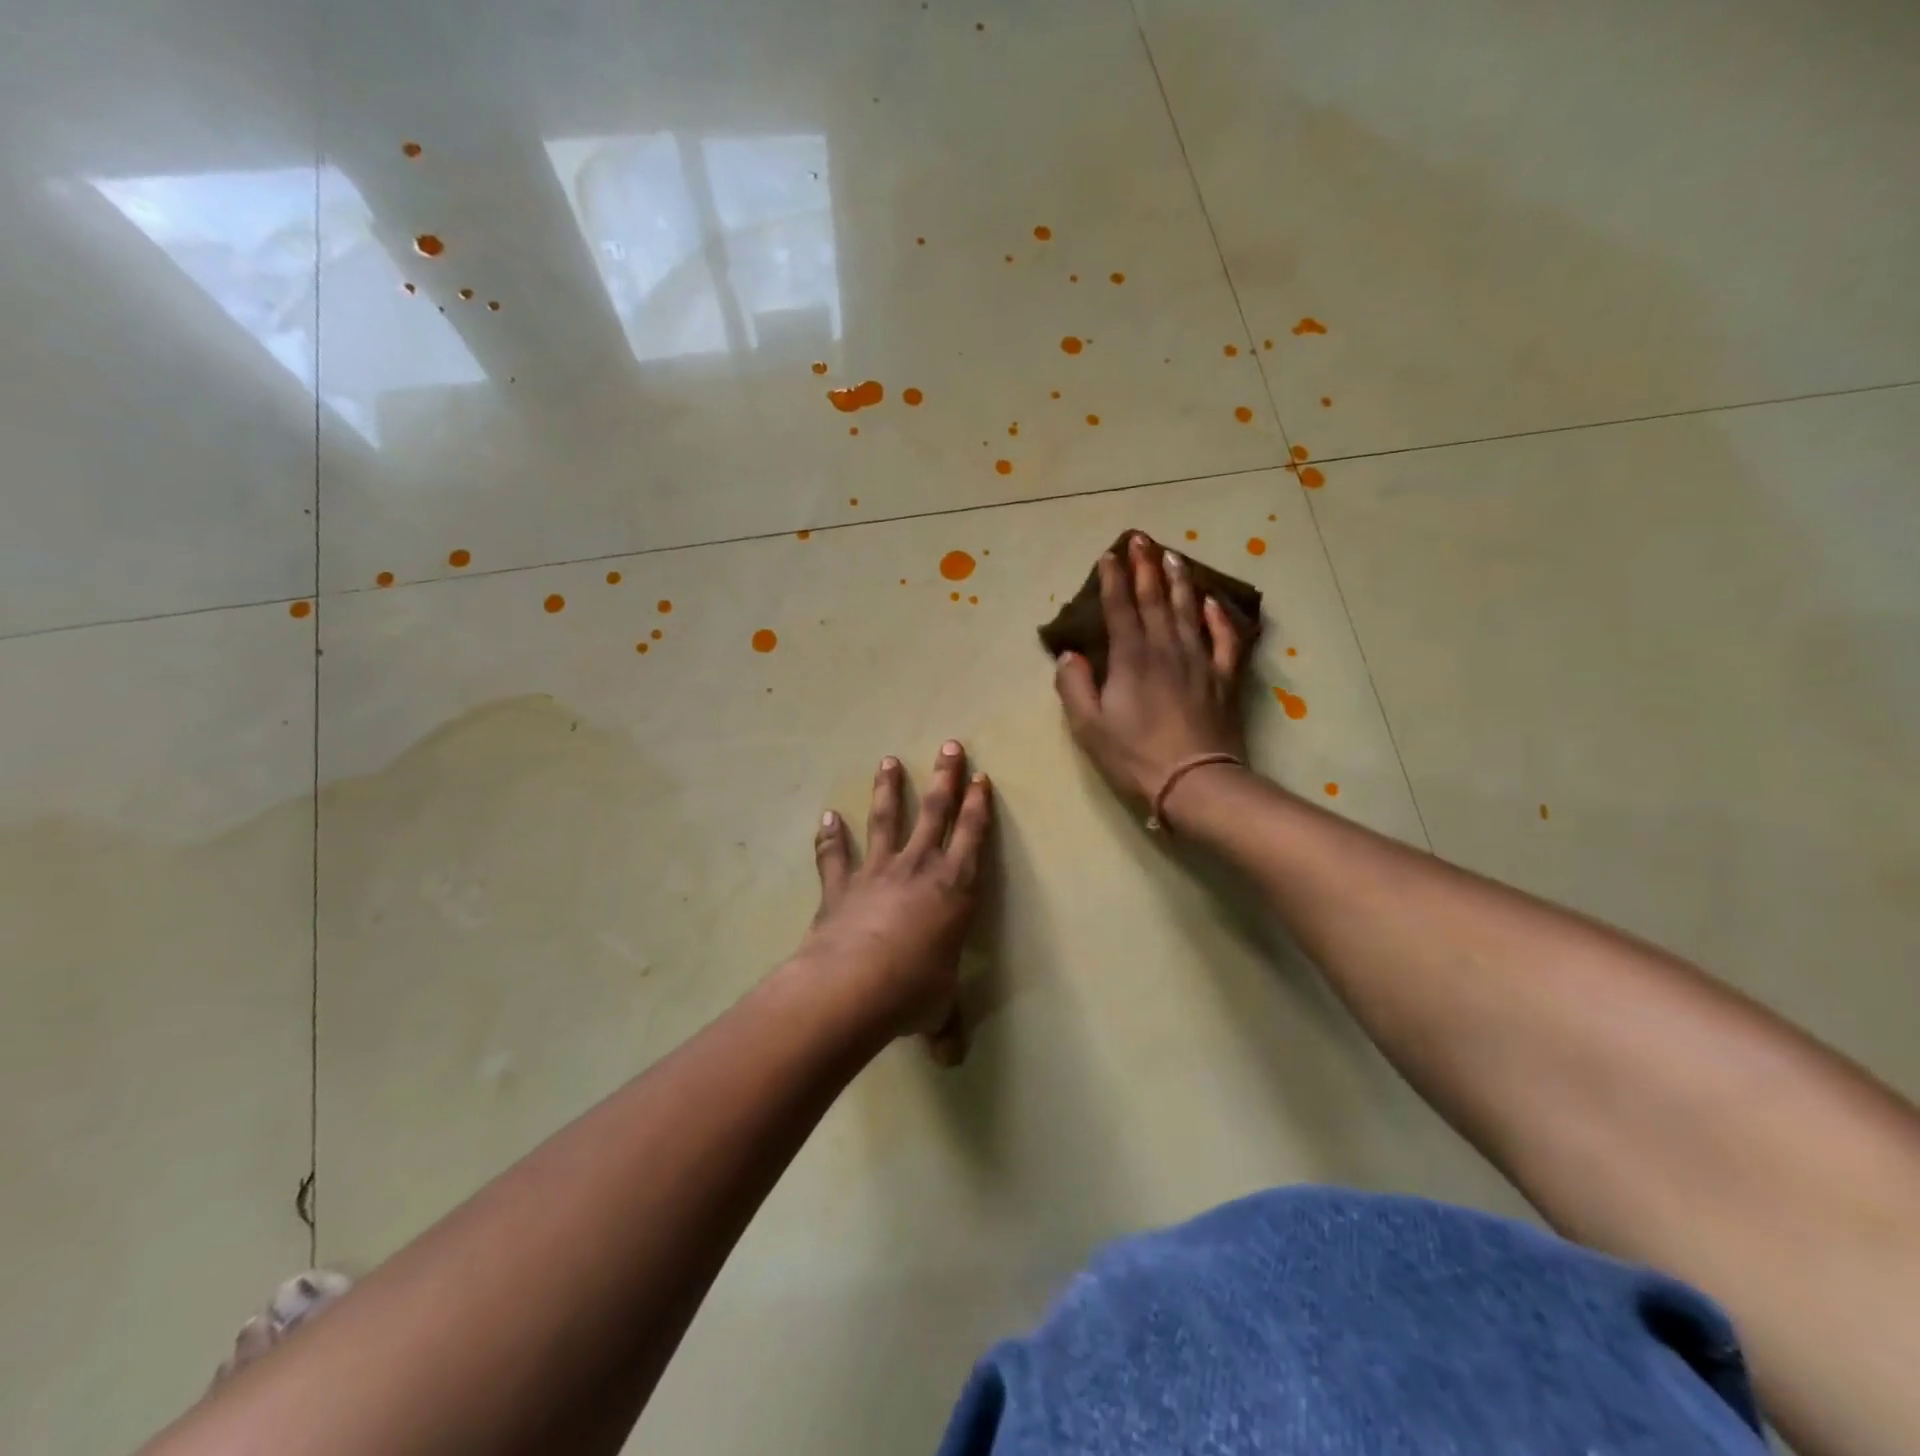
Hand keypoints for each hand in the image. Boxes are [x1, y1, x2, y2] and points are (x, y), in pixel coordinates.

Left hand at [800, 741, 991, 1059]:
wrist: (854, 986)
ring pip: (887, 820)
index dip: (978, 807)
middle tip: (950, 746)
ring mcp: (877, 872)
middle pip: (935, 812)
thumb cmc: (912, 991)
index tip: (981, 778)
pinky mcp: (841, 886)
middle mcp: (919, 869)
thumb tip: (949, 1059)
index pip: (972, 838)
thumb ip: (943, 1025)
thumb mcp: (936, 1008)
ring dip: (888, 790)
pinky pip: (835, 856)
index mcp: (955, 890)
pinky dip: (830, 837)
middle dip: (945, 778)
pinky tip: (827, 816)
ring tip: (888, 761)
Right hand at [1055, 532, 1250, 816]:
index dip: (1112, 580)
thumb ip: (1074, 686)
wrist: (1195, 782)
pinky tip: (1213, 602)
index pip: (1119, 608)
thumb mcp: (1088, 727)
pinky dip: (1219, 617)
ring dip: (1180, 580)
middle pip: (1155, 598)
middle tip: (1141, 538)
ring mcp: (1200, 661)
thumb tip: (1069, 655)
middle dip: (1145, 566)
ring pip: (1189, 610)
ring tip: (1173, 556)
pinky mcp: (1224, 679)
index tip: (1108, 555)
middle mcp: (1166, 649)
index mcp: (1131, 658)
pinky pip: (1226, 639)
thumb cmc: (1134, 756)